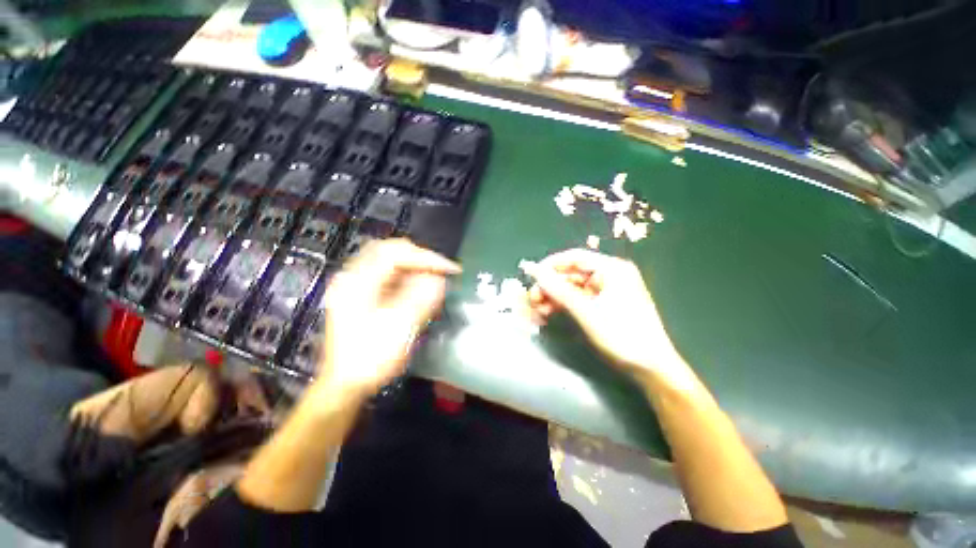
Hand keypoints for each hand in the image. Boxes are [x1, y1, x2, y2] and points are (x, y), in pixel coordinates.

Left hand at [314, 239, 460, 400]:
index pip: (395, 254)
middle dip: (419, 257)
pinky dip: (408, 275)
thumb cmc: (370, 359)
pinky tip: (419, 286)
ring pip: (390, 261)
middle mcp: (353, 277)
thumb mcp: (399, 329)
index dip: (426, 257)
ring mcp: (356, 285)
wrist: (346, 384)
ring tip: (434, 276)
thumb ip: (421, 298)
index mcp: (357, 283)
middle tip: (441, 269)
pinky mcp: (363, 293)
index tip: (450, 268)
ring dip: (414, 265)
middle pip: (390, 251)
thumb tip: (439, 278)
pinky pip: (389, 274)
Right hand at [524, 249, 694, 389]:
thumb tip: (535, 271)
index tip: (531, 276)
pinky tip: (548, 314)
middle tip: (532, 299)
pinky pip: (577, 299)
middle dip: (550, 286)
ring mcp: (606, 291)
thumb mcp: (587, 312)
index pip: (574, 257)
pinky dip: (562, 305)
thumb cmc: (622, 335)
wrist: (651, 368)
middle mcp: (609, 275)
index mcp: (612, 269)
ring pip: (571, 288)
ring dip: (553, 297)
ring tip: (537, 310)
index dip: (550, 265)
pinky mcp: (603, 305)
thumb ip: (559, 290)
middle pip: (571, 273)